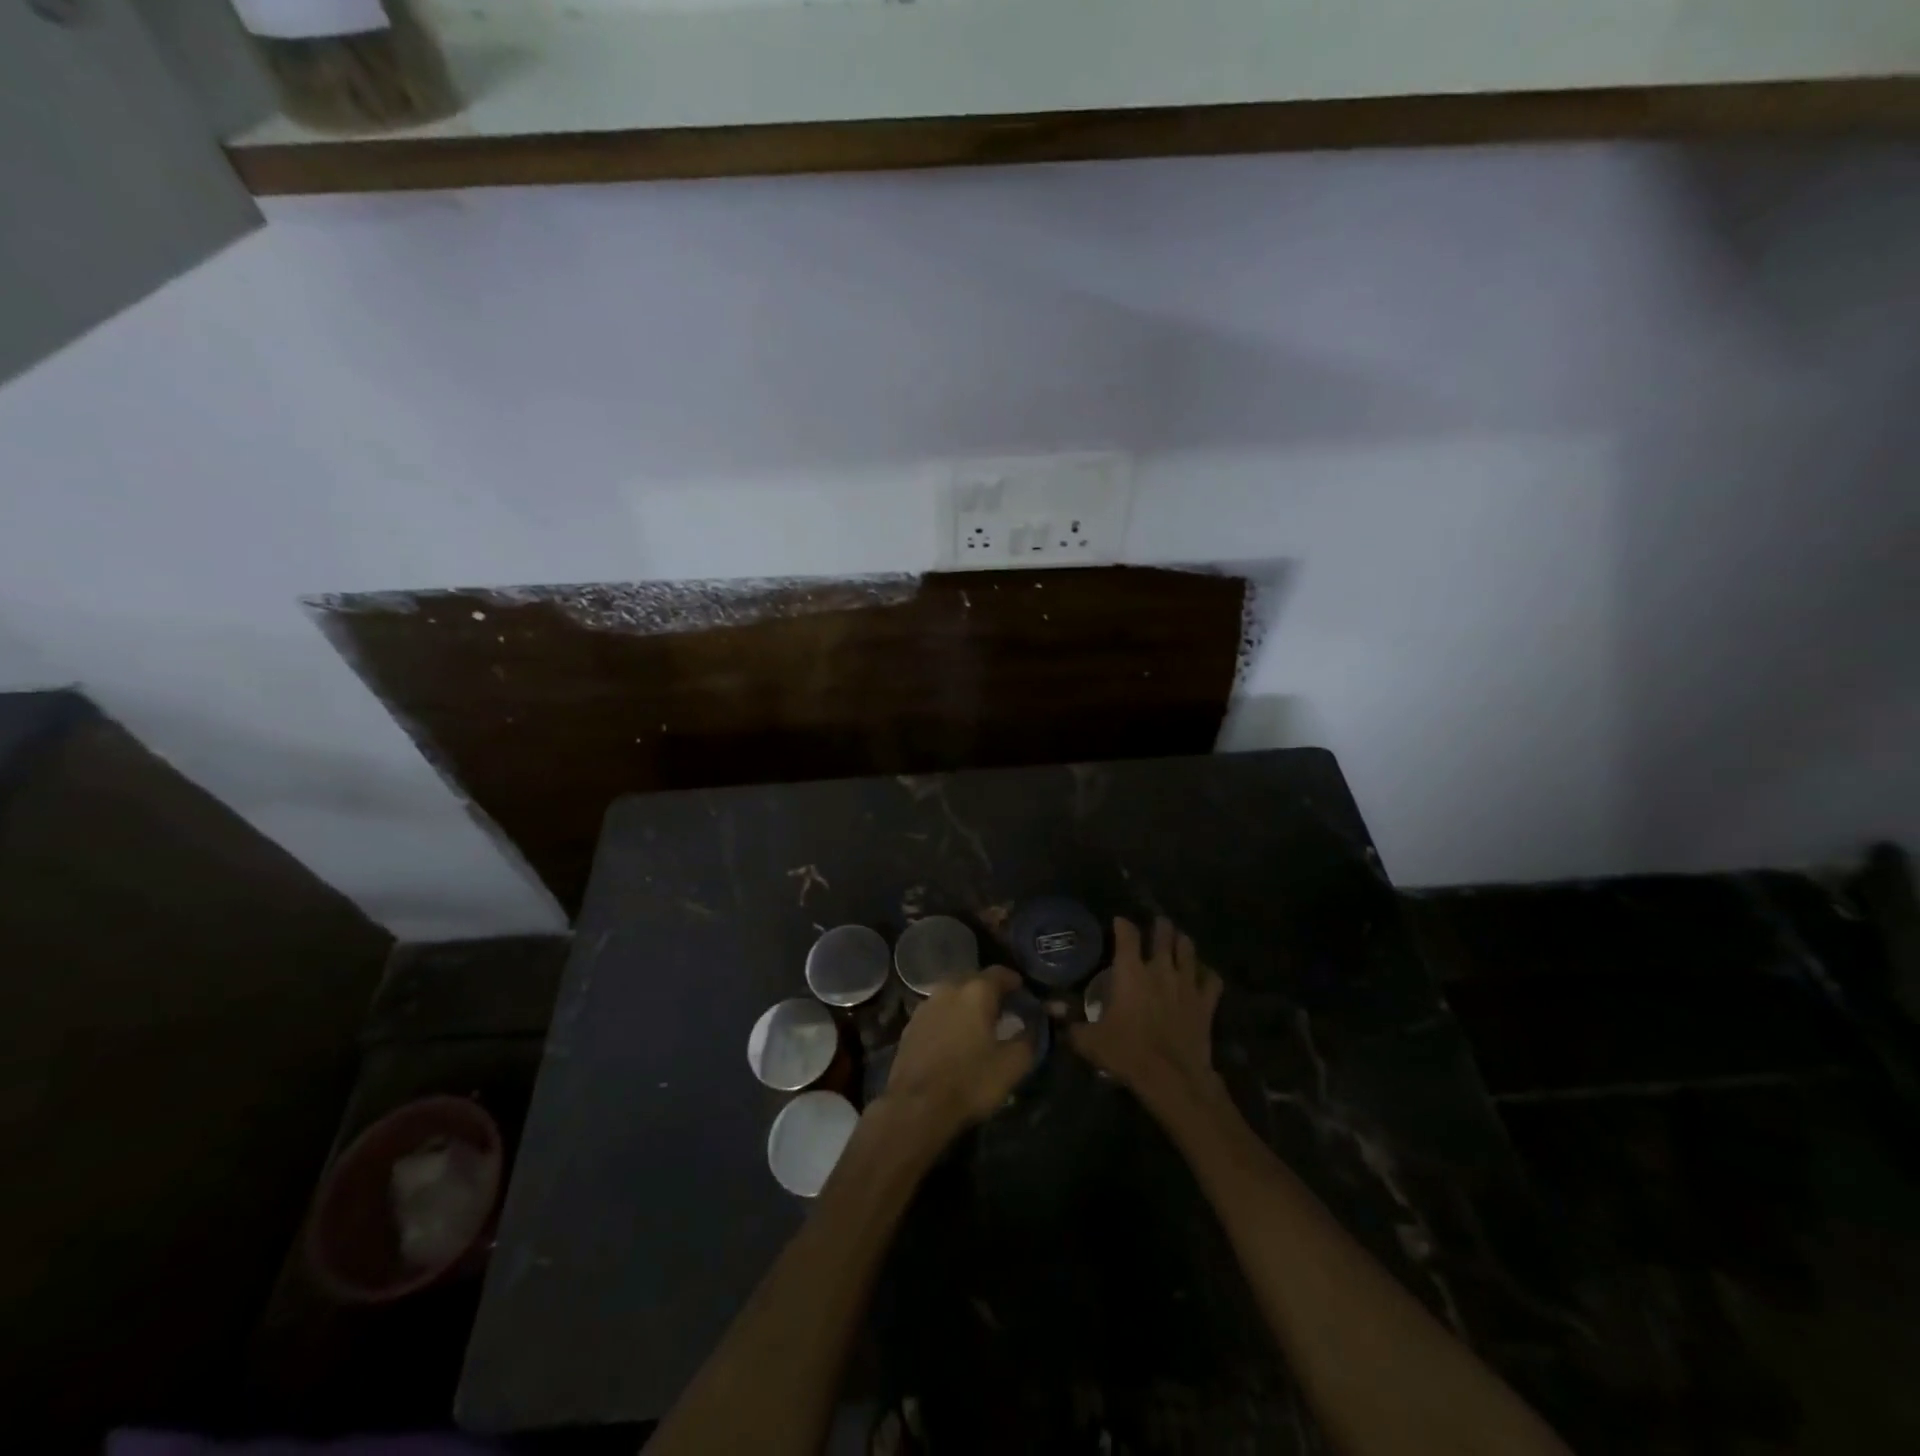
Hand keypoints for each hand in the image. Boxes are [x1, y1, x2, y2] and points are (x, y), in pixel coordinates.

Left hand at [876, 965, 1033, 1147]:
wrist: (916, 1106)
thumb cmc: (970, 1082)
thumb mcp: (1012, 1065)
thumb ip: (1028, 1039)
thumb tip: (1033, 1025)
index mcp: (976, 991)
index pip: (1000, 973)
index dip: (1014, 981)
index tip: (1023, 992)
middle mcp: (949, 989)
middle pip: (974, 979)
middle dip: (989, 990)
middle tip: (1003, 1008)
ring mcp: (926, 1005)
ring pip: (952, 994)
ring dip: (967, 1003)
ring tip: (978, 1022)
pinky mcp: (910, 1024)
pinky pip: (937, 1011)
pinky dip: (949, 1017)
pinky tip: (954, 1036)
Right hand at [1071, 917, 1223, 1119]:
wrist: (1172, 1078)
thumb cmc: (1127, 1053)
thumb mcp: (1090, 1041)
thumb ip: (1070, 1023)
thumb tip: (1049, 1009)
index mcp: (1131, 972)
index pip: (1127, 935)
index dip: (1122, 924)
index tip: (1119, 921)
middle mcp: (1160, 969)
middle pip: (1164, 934)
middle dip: (1160, 926)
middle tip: (1157, 924)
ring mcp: (1187, 984)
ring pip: (1188, 949)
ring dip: (1182, 942)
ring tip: (1178, 941)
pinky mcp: (1206, 1002)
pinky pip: (1212, 979)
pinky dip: (1207, 973)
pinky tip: (1203, 974)